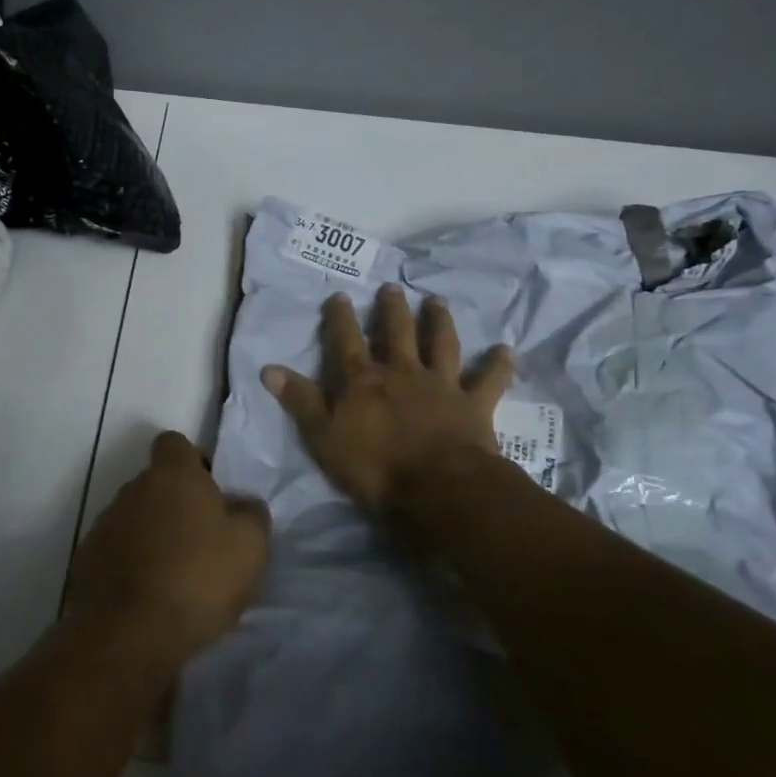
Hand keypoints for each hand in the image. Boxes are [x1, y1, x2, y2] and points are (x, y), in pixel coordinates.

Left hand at [66, 432, 270, 671]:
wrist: (128, 635)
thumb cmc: (197, 579)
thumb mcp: (250, 547)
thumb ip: (251, 514)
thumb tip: (242, 504)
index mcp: (172, 475)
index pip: (175, 443)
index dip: (193, 461)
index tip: (210, 491)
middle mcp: (133, 489)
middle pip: (156, 483)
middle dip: (175, 504)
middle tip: (201, 540)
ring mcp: (105, 524)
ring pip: (136, 517)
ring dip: (153, 535)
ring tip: (176, 575)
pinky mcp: (87, 560)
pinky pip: (116, 550)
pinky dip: (131, 564)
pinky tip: (150, 596)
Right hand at [262, 285, 513, 511]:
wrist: (438, 488)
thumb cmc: (375, 468)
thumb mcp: (323, 437)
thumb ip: (301, 401)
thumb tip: (269, 368)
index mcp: (364, 381)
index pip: (346, 341)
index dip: (340, 318)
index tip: (339, 295)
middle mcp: (402, 372)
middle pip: (396, 332)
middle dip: (392, 309)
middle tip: (392, 288)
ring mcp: (440, 385)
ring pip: (440, 344)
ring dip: (439, 321)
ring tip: (437, 300)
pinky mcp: (473, 404)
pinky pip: (489, 380)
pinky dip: (498, 365)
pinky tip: (506, 349)